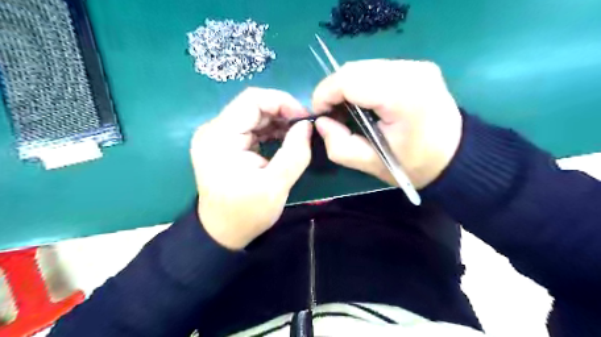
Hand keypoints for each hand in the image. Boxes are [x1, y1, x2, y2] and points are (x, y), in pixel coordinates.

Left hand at [192, 87, 314, 249]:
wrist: (222, 233)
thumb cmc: (246, 213)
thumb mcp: (276, 186)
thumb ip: (295, 153)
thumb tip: (307, 125)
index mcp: (220, 137)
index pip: (252, 100)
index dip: (282, 102)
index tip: (304, 118)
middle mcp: (214, 130)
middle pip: (252, 106)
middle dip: (282, 112)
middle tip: (305, 128)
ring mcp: (217, 136)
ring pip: (253, 115)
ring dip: (277, 122)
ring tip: (298, 135)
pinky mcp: (224, 144)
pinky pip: (250, 127)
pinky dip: (270, 131)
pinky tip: (284, 140)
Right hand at [312, 59, 461, 187]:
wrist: (454, 157)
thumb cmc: (413, 165)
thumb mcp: (370, 164)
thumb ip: (339, 145)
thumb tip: (322, 122)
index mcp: (402, 97)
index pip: (349, 81)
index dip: (325, 94)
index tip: (319, 114)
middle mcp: (411, 71)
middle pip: (354, 69)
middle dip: (333, 90)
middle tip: (331, 114)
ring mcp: (417, 65)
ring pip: (363, 66)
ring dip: (346, 86)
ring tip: (345, 109)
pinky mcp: (417, 66)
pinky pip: (376, 68)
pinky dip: (361, 83)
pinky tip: (363, 101)